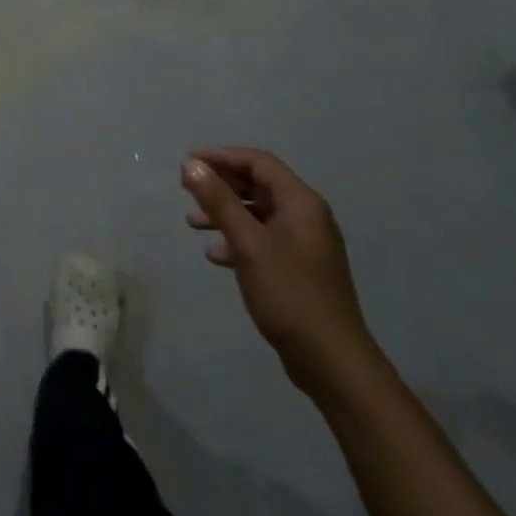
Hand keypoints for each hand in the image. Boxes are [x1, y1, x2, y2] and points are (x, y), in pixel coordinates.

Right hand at [182, 148, 377, 394]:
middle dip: (222, 184)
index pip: (259, 163)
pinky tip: (215, 255)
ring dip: (226, 212)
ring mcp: (304, 244)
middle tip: (186, 188)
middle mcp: (306, 217)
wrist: (330, 358)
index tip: (188, 163)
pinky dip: (237, 239)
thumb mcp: (247, 243)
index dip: (222, 157)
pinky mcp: (298, 269)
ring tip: (193, 222)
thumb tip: (191, 164)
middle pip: (259, 185)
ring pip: (258, 214)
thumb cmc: (288, 293)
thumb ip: (219, 201)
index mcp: (301, 203)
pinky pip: (263, 240)